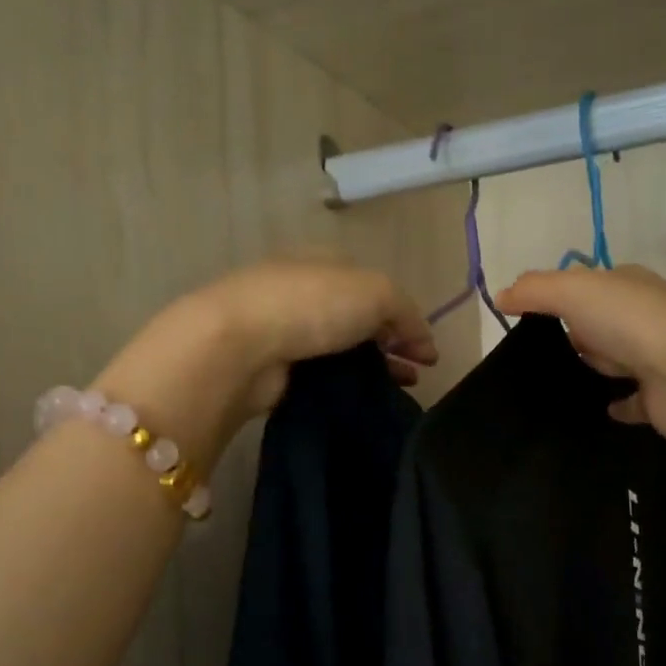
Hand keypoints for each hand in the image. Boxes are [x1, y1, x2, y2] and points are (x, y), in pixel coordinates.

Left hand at [97, 257, 436, 465]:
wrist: (239, 346)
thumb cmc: (312, 305)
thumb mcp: (377, 292)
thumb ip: (408, 314)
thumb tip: (423, 344)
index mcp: (326, 262)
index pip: (376, 289)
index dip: (406, 319)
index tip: (426, 354)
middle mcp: (305, 291)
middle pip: (360, 321)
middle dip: (392, 347)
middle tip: (414, 376)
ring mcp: (285, 330)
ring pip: (342, 352)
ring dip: (372, 371)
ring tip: (396, 394)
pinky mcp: (273, 368)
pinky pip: (321, 377)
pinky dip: (344, 387)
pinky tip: (362, 403)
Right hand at [497, 265, 665, 441]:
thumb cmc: (629, 321)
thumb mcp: (573, 291)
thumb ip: (535, 291)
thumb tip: (501, 295)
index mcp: (627, 286)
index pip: (589, 287)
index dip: (560, 299)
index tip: (528, 320)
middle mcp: (643, 320)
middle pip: (600, 327)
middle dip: (576, 337)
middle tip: (534, 358)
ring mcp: (654, 360)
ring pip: (615, 363)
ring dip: (594, 369)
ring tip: (551, 387)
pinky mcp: (658, 399)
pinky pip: (630, 402)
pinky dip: (616, 405)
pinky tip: (594, 411)